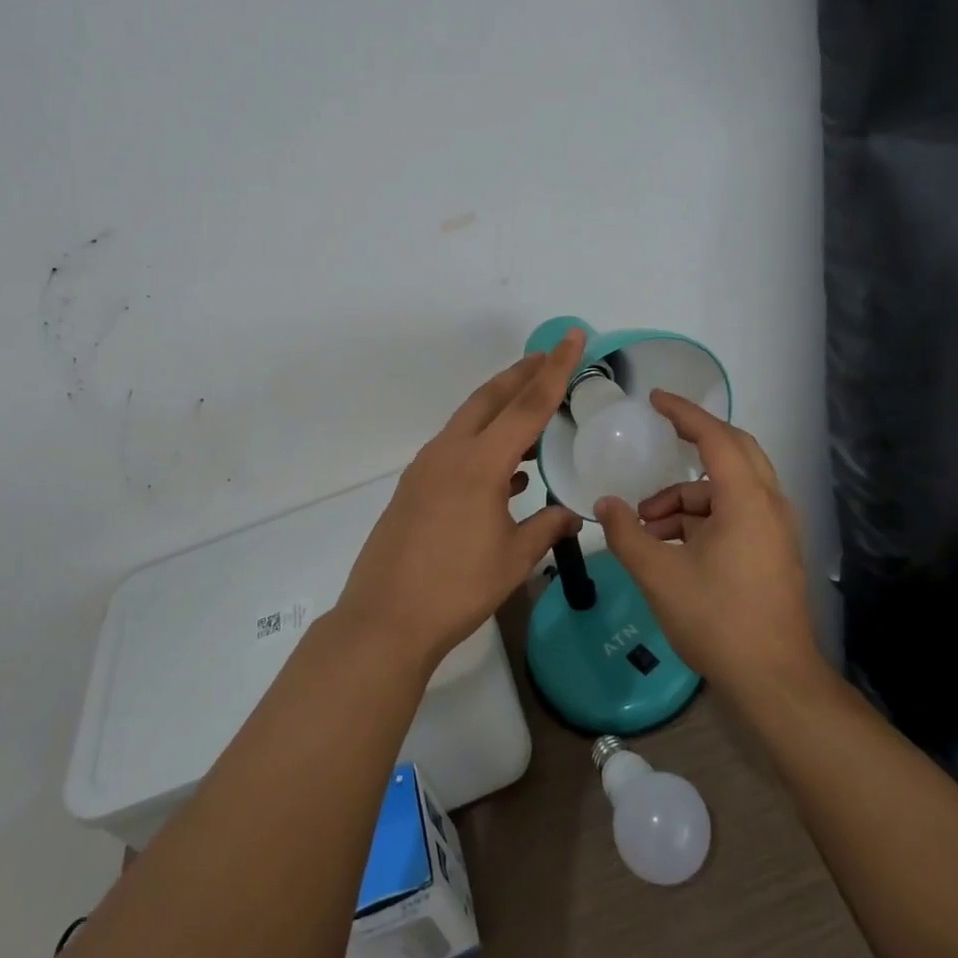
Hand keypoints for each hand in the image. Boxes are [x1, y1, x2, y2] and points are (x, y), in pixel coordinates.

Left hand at [335, 330, 586, 671]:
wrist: (385, 619)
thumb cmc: (455, 589)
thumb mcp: (512, 560)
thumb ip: (546, 528)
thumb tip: (572, 514)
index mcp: (479, 463)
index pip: (527, 405)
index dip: (555, 369)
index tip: (572, 337)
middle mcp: (450, 452)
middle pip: (491, 397)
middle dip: (522, 373)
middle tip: (550, 356)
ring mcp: (427, 467)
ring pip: (470, 420)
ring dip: (501, 406)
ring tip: (532, 405)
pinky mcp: (415, 486)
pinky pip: (456, 447)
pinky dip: (484, 442)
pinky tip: (506, 469)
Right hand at [594, 392, 821, 693]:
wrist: (775, 682)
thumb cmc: (717, 620)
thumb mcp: (659, 575)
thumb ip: (627, 534)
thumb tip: (605, 505)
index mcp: (746, 501)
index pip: (716, 437)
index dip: (684, 414)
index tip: (656, 399)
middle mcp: (769, 505)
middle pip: (735, 451)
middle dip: (695, 441)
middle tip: (661, 437)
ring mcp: (776, 530)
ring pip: (731, 488)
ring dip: (690, 494)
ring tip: (649, 523)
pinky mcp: (774, 552)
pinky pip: (737, 513)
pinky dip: (704, 516)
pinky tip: (671, 544)